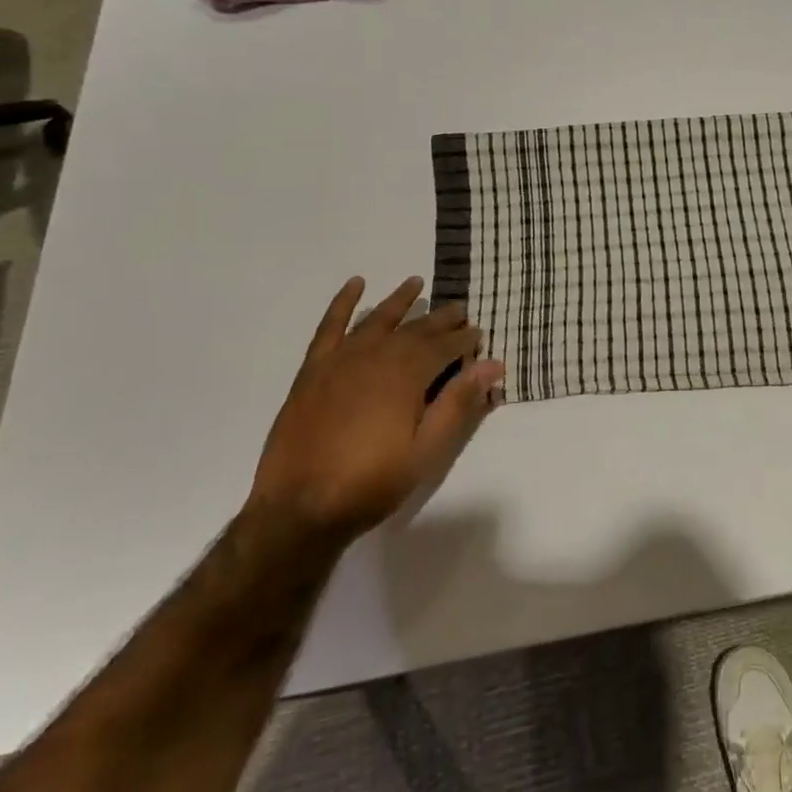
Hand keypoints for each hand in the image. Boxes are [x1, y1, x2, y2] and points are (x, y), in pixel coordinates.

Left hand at [247, 275, 506, 543]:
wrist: (299, 508)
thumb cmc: (372, 482)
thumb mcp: (427, 449)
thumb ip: (458, 403)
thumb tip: (492, 364)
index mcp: (407, 374)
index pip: (445, 347)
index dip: (465, 341)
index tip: (479, 335)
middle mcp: (376, 356)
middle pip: (416, 329)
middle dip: (441, 319)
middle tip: (460, 311)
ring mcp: (341, 359)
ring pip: (378, 320)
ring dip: (399, 300)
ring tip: (416, 284)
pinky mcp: (314, 369)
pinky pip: (330, 326)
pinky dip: (343, 303)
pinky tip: (355, 285)